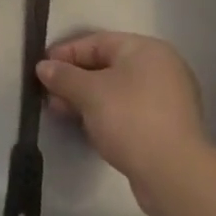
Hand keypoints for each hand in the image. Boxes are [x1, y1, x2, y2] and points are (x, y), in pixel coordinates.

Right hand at [38, 32, 205, 206]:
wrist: (173, 173)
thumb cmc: (130, 118)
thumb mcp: (89, 92)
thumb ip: (63, 76)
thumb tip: (43, 67)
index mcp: (146, 50)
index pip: (98, 42)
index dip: (66, 52)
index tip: (42, 68)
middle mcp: (161, 68)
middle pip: (107, 65)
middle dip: (74, 79)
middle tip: (49, 93)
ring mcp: (167, 99)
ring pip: (116, 90)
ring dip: (86, 98)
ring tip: (61, 111)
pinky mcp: (166, 127)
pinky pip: (128, 110)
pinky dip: (105, 113)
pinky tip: (86, 126)